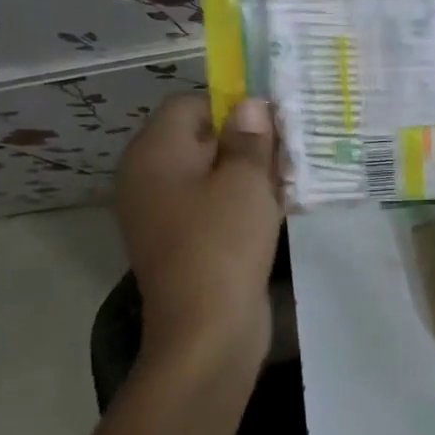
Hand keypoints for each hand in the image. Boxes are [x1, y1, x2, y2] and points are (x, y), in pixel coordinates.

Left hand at [113, 93, 282, 387]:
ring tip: (287, 180)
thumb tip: (250, 105)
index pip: (189, 104)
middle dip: (245, 140)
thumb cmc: (224, 243)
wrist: (206, 330)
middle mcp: (147, 178)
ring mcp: (160, 214)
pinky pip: (209, 206)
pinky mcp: (179, 242)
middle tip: (287, 150)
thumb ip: (249, 137)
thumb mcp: (246, 181)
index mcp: (153, 153)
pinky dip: (238, 202)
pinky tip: (274, 210)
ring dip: (246, 173)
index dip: (232, 105)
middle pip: (198, 138)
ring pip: (208, 174)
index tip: (273, 122)